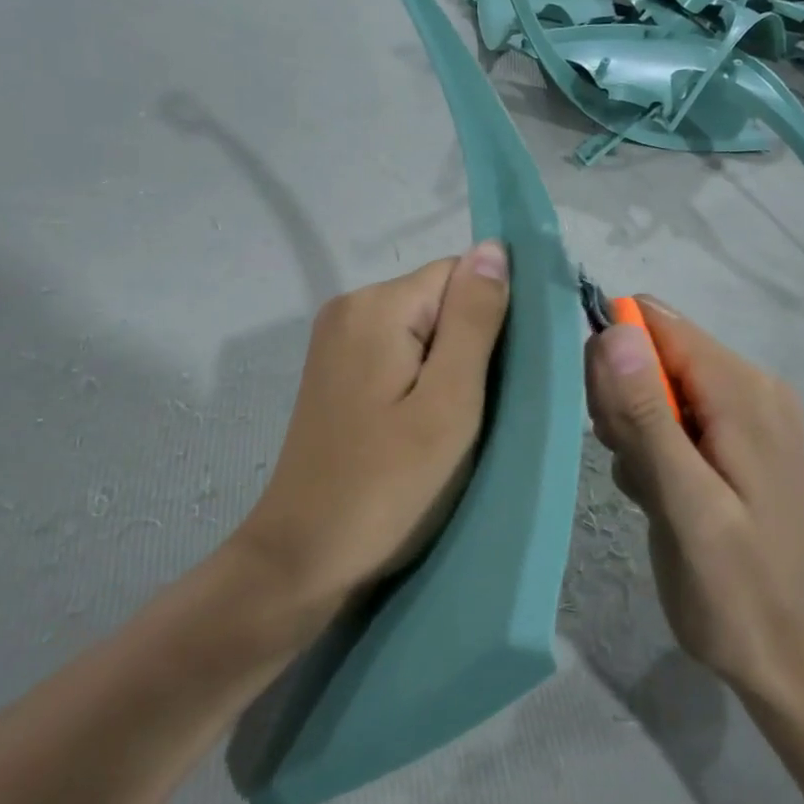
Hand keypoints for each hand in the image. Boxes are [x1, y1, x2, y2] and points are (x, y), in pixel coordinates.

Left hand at [235, 243, 511, 608]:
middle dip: (468, 348)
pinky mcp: (333, 373)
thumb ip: (474, 320)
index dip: (492, 321)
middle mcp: (349, 308)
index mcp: (376, 305)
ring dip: (446, 370)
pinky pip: (395, 355)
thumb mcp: (449, 403)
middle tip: (475, 413)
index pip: (461, 275)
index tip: (499, 380)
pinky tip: (419, 427)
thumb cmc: (388, 486)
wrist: (304, 557)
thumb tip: (494, 247)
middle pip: (439, 301)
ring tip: (448, 427)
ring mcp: (335, 342)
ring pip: (421, 331)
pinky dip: (419, 383)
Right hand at [585, 298, 803, 714]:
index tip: (604, 418)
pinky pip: (669, 415)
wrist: (785, 657)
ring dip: (632, 429)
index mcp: (744, 392)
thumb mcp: (685, 504)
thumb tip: (613, 331)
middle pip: (654, 352)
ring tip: (646, 486)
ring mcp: (744, 414)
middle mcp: (750, 387)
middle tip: (630, 464)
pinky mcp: (733, 440)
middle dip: (623, 400)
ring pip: (654, 385)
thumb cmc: (734, 589)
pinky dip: (649, 446)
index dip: (615, 356)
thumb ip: (648, 416)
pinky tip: (656, 492)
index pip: (658, 325)